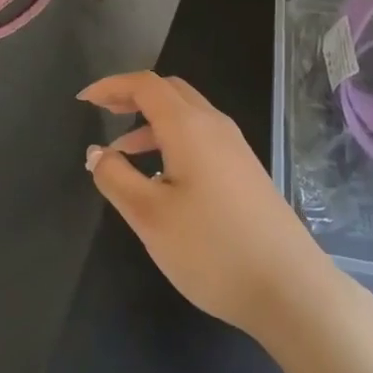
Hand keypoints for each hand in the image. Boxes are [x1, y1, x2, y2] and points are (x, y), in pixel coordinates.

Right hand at [80, 71, 335, 340]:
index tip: (83, 100)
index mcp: (189, 126)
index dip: (111, 86)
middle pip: (169, 91)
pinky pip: (200, 137)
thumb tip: (97, 153)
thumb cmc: (212, 249)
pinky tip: (160, 179)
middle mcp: (214, 125)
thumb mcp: (150, 217)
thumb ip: (116, 178)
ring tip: (121, 155)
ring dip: (151, 123)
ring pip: (186, 115)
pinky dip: (171, 141)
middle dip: (132, 96)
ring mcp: (234, 147)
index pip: (145, 85)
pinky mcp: (244, 169)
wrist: (289, 287)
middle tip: (102, 113)